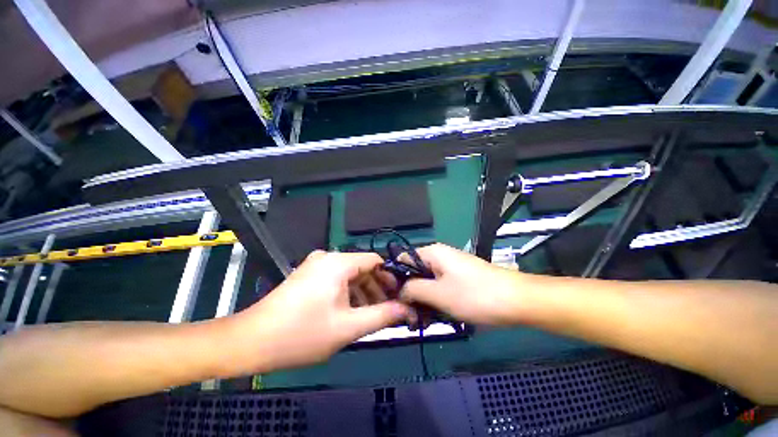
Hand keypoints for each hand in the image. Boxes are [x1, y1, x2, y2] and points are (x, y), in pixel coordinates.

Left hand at [235, 250, 410, 371]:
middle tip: (388, 310)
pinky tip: (351, 312)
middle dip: (377, 288)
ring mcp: (316, 266)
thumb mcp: (348, 327)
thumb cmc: (301, 334)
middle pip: (363, 268)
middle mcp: (328, 257)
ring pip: (350, 275)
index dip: (390, 277)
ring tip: (371, 315)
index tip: (400, 296)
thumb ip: (382, 316)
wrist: (251, 341)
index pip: (375, 261)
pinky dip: (348, 293)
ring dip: (363, 293)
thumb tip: (407, 309)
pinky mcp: (308, 275)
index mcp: (339, 262)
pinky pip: (337, 280)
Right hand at [401, 243, 523, 324]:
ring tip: (423, 322)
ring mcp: (451, 267)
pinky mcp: (460, 278)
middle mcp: (439, 256)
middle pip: (415, 273)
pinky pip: (441, 287)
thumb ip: (413, 289)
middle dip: (410, 294)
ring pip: (428, 282)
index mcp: (432, 253)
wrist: (518, 300)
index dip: (396, 279)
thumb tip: (399, 291)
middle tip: (410, 317)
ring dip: (423, 301)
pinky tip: (437, 317)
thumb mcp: (438, 294)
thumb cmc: (474, 295)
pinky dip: (436, 301)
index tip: (393, 300)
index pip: (403, 260)